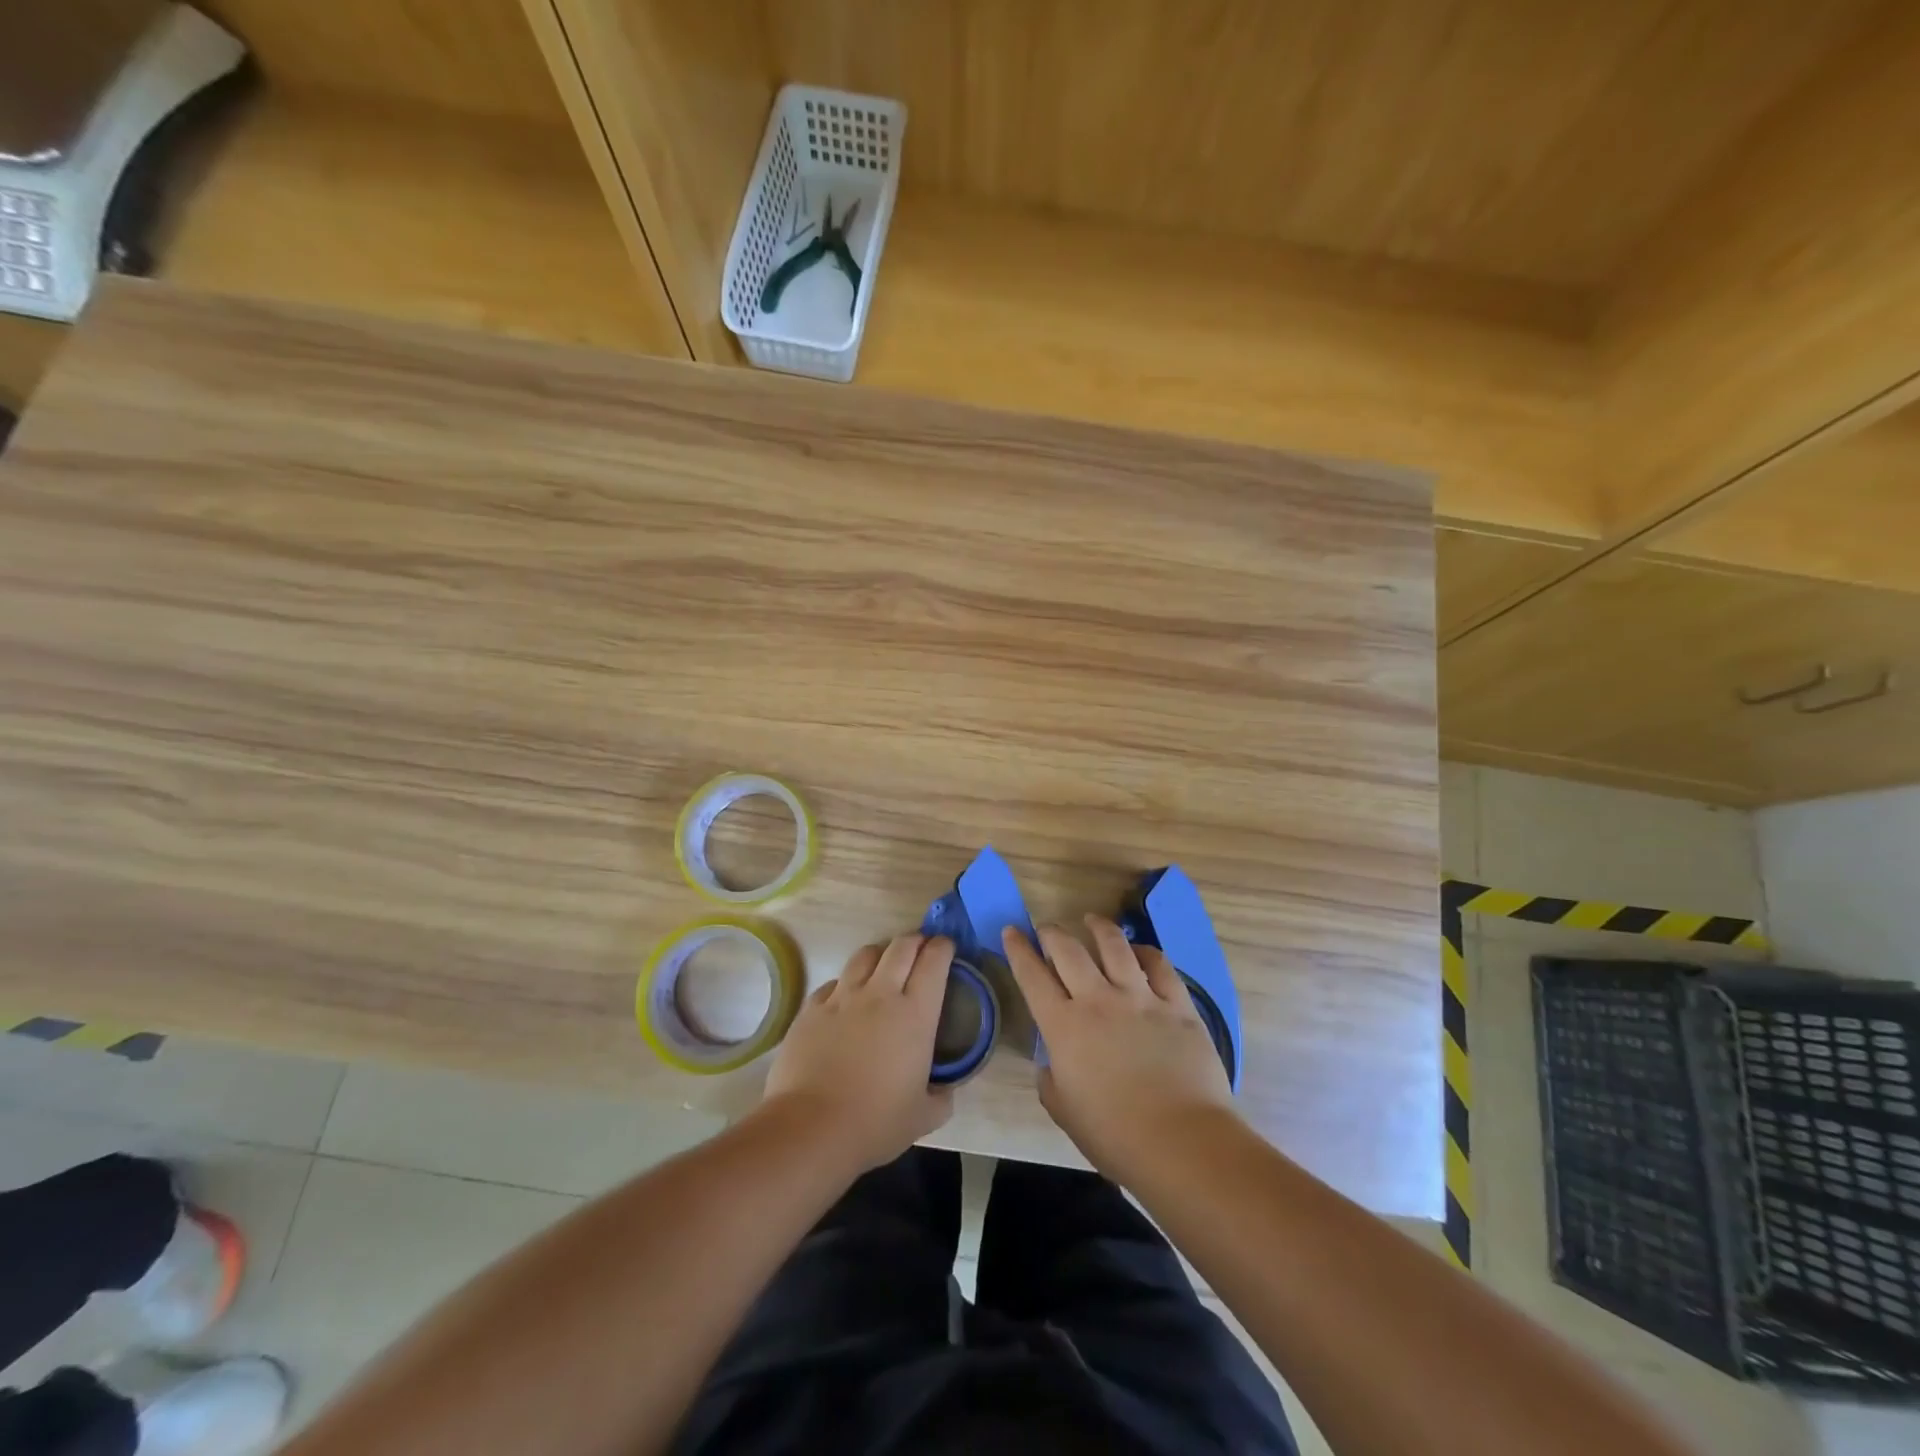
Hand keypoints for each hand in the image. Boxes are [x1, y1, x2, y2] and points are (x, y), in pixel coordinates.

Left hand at [761, 933, 954, 1172]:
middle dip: (915, 941)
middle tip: (920, 949)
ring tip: (883, 966)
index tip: (946, 948)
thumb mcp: (924, 1117)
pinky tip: (846, 1000)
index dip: (943, 947)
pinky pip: (834, 982)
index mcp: (915, 1014)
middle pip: (901, 946)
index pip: (934, 961)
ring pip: (866, 954)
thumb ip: (942, 1097)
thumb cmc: (875, 1122)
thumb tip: (946, 1089)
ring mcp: (843, 997)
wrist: (811, 1128)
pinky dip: (846, 983)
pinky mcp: (812, 1008)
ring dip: (881, 954)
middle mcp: (881, 994)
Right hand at [1003, 916, 1235, 1182]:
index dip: (1018, 949)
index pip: (1032, 976)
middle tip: (1046, 928)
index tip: (1011, 931)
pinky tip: (1139, 951)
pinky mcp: (1177, 1004)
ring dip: (1098, 927)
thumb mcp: (1064, 1111)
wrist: (1181, 1142)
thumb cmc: (1115, 1135)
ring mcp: (1140, 997)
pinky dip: (1145, 952)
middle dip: (1052, 932)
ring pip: (1114, 945)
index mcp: (1064, 1026)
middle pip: (1068, 950)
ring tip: (1092, 920)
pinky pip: (1159, 965)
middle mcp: (1098, 1000)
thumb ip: (1050, 1081)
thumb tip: (1052, 1063)